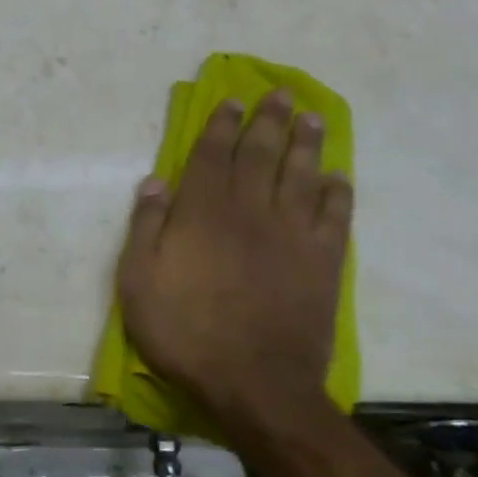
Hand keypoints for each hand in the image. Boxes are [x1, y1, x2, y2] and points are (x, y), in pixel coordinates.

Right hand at [117, 91, 352, 429]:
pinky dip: (337, 192)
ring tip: (311, 117)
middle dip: (269, 120)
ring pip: (301, 175)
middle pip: (261, 153)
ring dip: (306, 143)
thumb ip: (146, 225)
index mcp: (203, 211)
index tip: (233, 100)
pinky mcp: (322, 262)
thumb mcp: (138, 281)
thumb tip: (155, 180)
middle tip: (281, 93)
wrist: (255, 384)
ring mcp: (291, 234)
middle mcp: (250, 210)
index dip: (222, 124)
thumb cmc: (186, 331)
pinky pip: (334, 216)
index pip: (212, 154)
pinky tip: (339, 176)